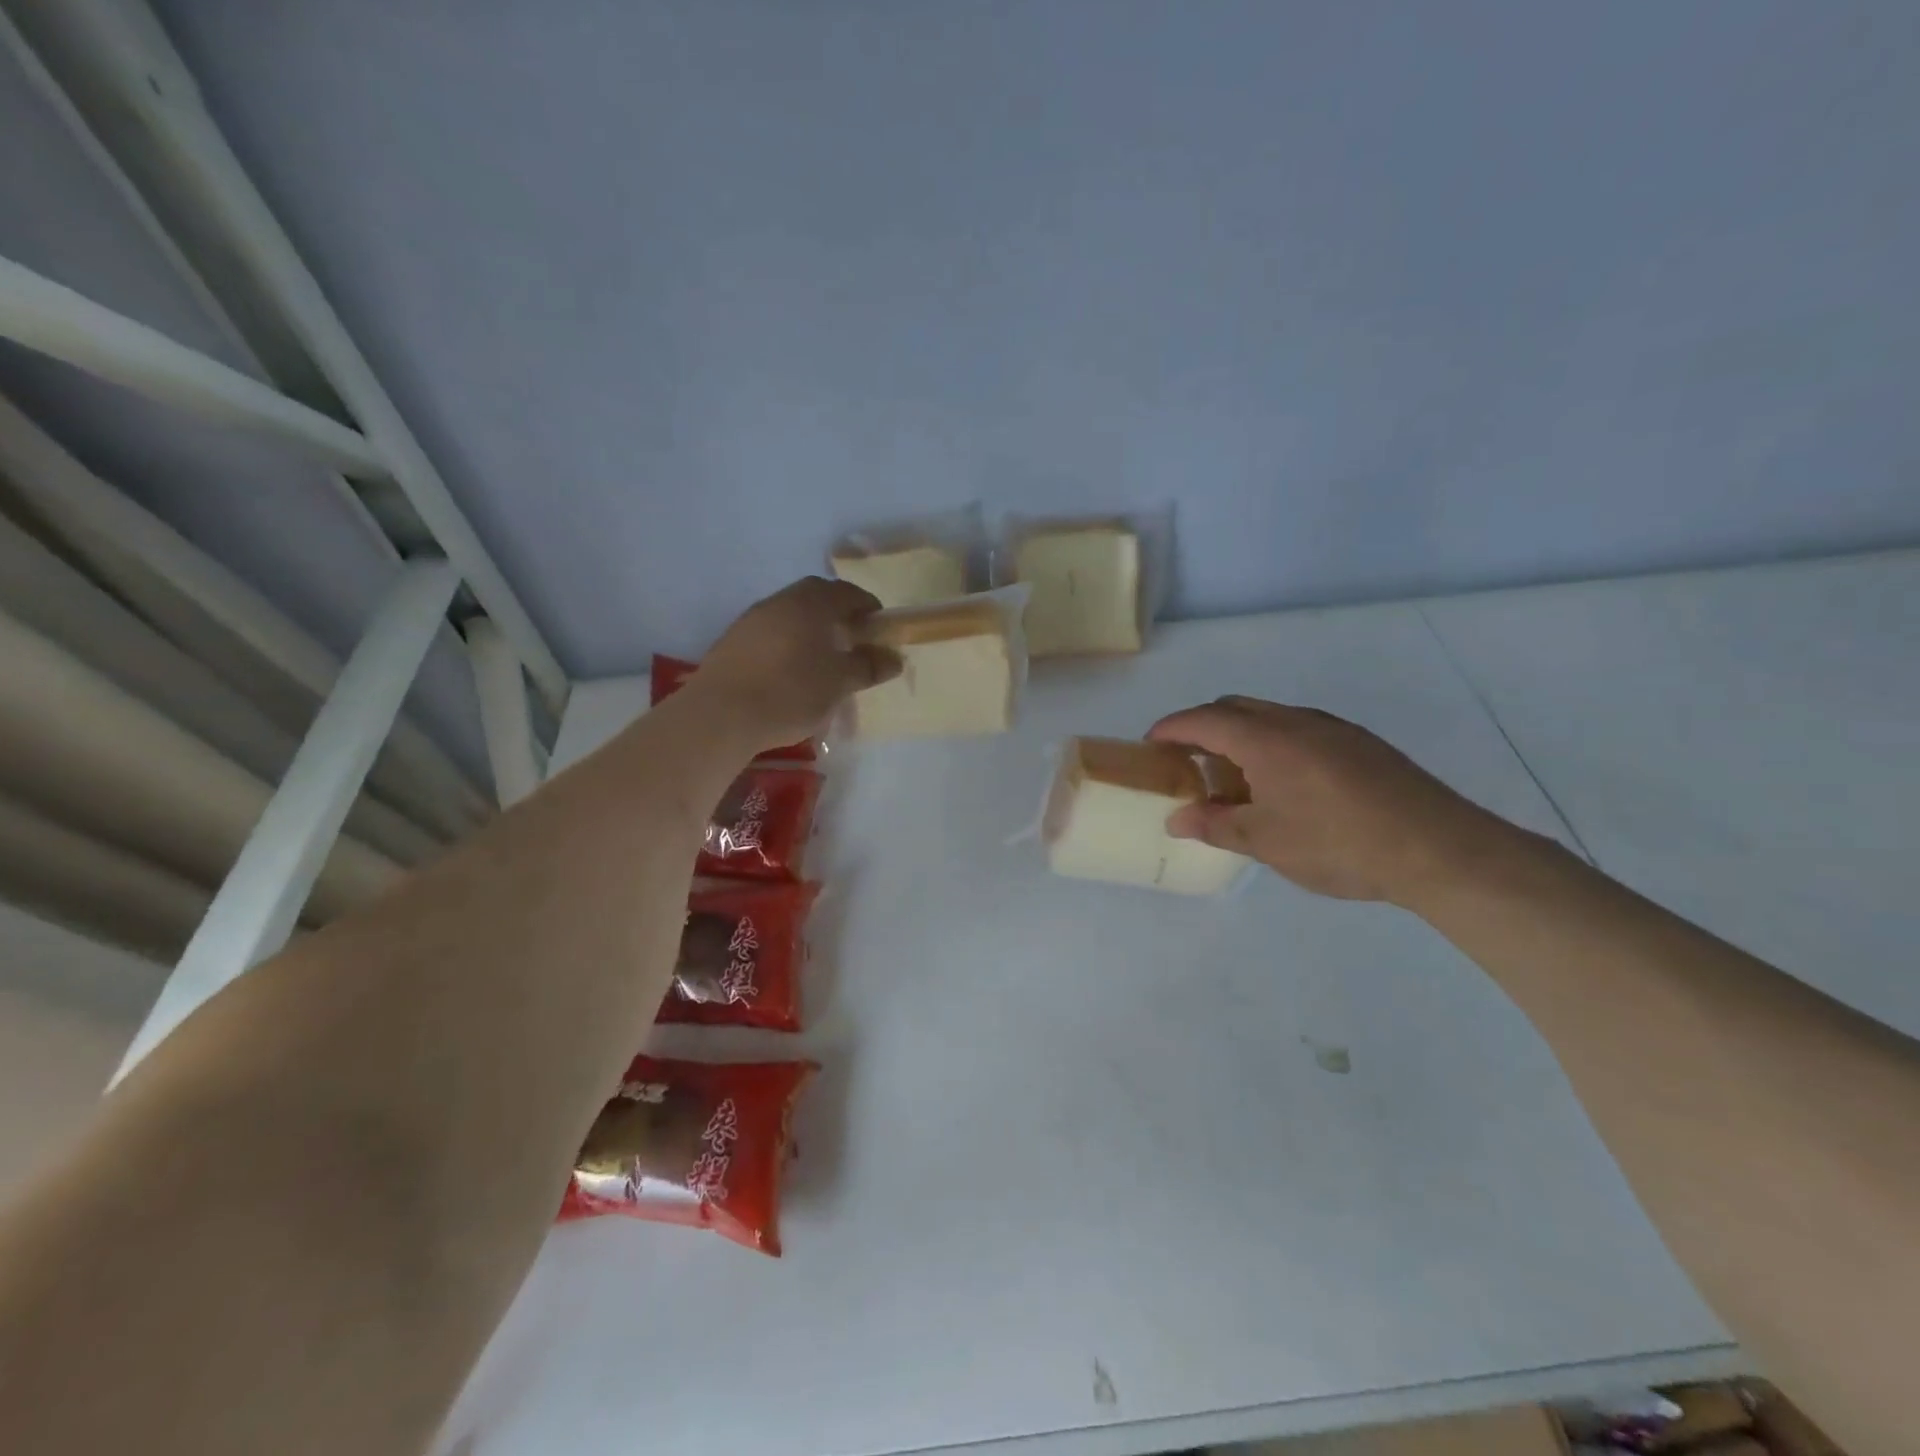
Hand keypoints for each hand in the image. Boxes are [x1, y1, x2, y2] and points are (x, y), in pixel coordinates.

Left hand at [695, 577, 900, 749]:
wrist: (721, 714)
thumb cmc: (790, 692)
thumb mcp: (839, 683)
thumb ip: (868, 667)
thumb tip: (893, 658)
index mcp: (810, 604)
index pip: (846, 592)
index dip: (867, 606)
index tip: (879, 626)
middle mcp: (780, 602)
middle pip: (816, 596)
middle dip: (838, 612)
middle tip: (854, 637)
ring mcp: (752, 619)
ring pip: (791, 613)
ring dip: (811, 626)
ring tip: (824, 656)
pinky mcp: (733, 641)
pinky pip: (771, 631)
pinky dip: (789, 641)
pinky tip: (792, 669)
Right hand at [1146, 696, 1518, 906]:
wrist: (1438, 849)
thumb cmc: (1338, 843)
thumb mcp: (1265, 842)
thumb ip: (1215, 825)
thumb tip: (1177, 819)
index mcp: (1265, 739)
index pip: (1202, 720)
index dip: (1170, 729)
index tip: (1150, 746)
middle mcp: (1296, 721)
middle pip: (1234, 708)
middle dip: (1202, 727)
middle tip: (1187, 763)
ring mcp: (1332, 728)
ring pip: (1269, 717)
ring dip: (1239, 736)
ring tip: (1234, 779)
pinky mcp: (1360, 744)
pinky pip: (1299, 730)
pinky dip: (1273, 744)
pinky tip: (1284, 785)